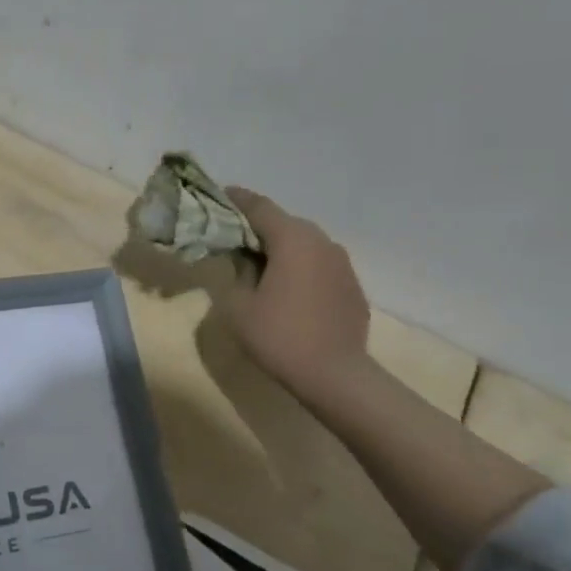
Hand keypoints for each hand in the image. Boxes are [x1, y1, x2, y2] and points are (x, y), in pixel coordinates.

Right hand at [220, 188, 372, 397]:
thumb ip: (234, 272)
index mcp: (292, 239)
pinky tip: (286, 289)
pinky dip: (300, 267)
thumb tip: (240, 260)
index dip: (236, 200)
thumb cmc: (279, 335)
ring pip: (304, 243)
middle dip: (258, 226)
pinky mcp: (352, 285)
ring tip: (258, 265)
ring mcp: (342, 263)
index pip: (259, 207)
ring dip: (281, 248)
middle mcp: (321, 242)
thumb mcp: (237, 305)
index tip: (218, 196)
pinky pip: (319, 264)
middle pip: (284, 222)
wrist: (335, 375)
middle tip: (232, 238)